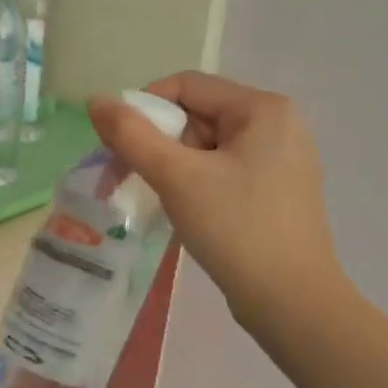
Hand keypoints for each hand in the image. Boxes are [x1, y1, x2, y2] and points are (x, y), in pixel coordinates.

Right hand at [89, 71, 342, 333]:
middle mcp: (278, 124)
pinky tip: (188, 211)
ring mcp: (282, 159)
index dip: (144, 109)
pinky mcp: (277, 191)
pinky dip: (196, 182)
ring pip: (208, 146)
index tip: (120, 147)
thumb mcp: (176, 177)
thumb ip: (131, 135)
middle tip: (131, 178)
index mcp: (263, 108)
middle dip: (158, 142)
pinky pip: (224, 170)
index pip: (186, 85)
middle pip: (197, 115)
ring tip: (161, 199)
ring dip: (174, 166)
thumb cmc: (235, 229)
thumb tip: (96, 100)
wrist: (291, 302)